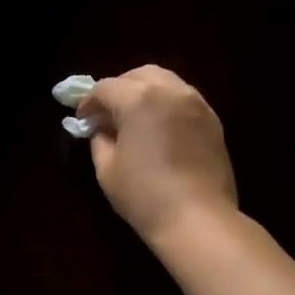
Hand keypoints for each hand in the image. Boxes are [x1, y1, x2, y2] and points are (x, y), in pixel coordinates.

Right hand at [80, 65, 238, 246]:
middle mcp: (170, 91)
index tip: (82, 120)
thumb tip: (101, 129)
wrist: (198, 219)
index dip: (89, 102)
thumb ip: (100, 140)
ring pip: (165, 82)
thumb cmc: (144, 196)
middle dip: (119, 89)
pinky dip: (166, 105)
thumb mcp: (107, 169)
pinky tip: (158, 129)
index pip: (106, 88)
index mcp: (139, 99)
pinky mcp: (212, 120)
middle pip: (139, 75)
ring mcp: (196, 104)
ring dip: (144, 93)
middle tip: (107, 113)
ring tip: (133, 119)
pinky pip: (183, 99)